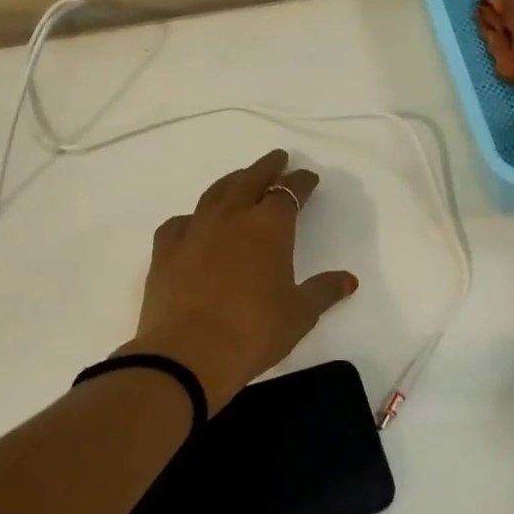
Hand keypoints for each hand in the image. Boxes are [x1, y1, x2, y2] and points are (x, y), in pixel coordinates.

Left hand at [121, 149, 357, 412]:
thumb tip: (348, 280)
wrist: (187, 354)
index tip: (309, 179)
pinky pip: (181, 222)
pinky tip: (195, 223)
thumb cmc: (253, 332)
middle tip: (277, 158)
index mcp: (268, 228)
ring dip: (232, 182)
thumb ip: (323, 292)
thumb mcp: (299, 315)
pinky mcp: (165, 252)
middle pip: (250, 180)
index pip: (288, 192)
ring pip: (215, 194)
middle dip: (266, 168)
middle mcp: (230, 219)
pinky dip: (194, 217)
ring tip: (240, 179)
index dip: (301, 183)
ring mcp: (194, 232)